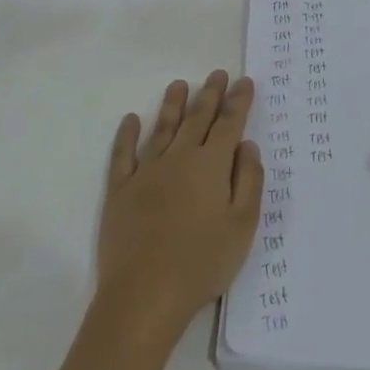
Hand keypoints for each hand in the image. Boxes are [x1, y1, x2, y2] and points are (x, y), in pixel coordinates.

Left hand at [43, 71, 263, 369]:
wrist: (144, 295)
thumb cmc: (202, 262)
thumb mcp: (243, 225)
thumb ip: (249, 180)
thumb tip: (247, 145)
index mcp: (211, 165)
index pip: (228, 124)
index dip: (238, 101)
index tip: (244, 81)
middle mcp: (179, 158)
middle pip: (197, 119)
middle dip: (209, 94)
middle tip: (217, 73)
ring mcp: (146, 172)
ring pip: (162, 129)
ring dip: (172, 105)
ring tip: (179, 84)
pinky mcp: (120, 191)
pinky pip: (123, 155)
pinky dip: (127, 135)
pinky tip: (131, 120)